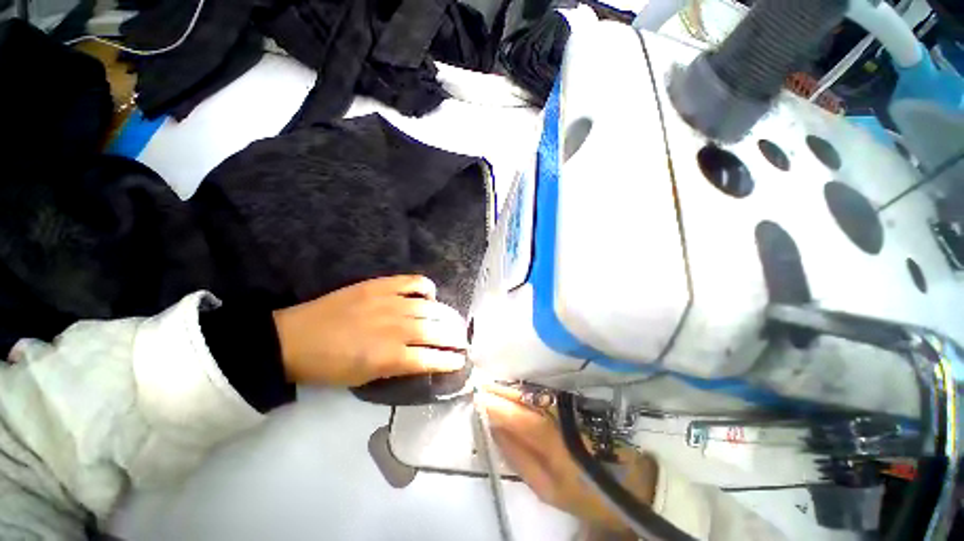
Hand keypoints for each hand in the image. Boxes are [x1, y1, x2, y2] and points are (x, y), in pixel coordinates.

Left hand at [272, 275, 466, 385]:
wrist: (293, 339)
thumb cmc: (328, 366)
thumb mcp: (363, 379)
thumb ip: (397, 368)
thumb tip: (421, 359)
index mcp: (391, 357)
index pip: (432, 359)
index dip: (450, 361)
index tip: (460, 361)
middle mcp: (397, 329)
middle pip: (438, 331)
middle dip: (456, 337)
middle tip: (462, 340)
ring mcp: (391, 303)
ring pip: (432, 308)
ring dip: (449, 316)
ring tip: (455, 321)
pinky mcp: (381, 286)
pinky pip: (414, 283)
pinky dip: (427, 288)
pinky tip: (430, 295)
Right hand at [477, 385, 658, 534]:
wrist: (632, 478)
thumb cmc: (586, 491)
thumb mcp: (547, 488)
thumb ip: (517, 456)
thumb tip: (493, 429)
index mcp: (546, 437)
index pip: (510, 411)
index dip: (491, 402)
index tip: (474, 397)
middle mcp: (553, 410)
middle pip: (518, 393)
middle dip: (496, 389)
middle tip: (477, 386)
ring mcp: (563, 401)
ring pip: (528, 387)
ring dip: (507, 385)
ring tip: (490, 385)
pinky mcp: (570, 398)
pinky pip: (539, 388)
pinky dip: (522, 387)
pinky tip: (512, 387)